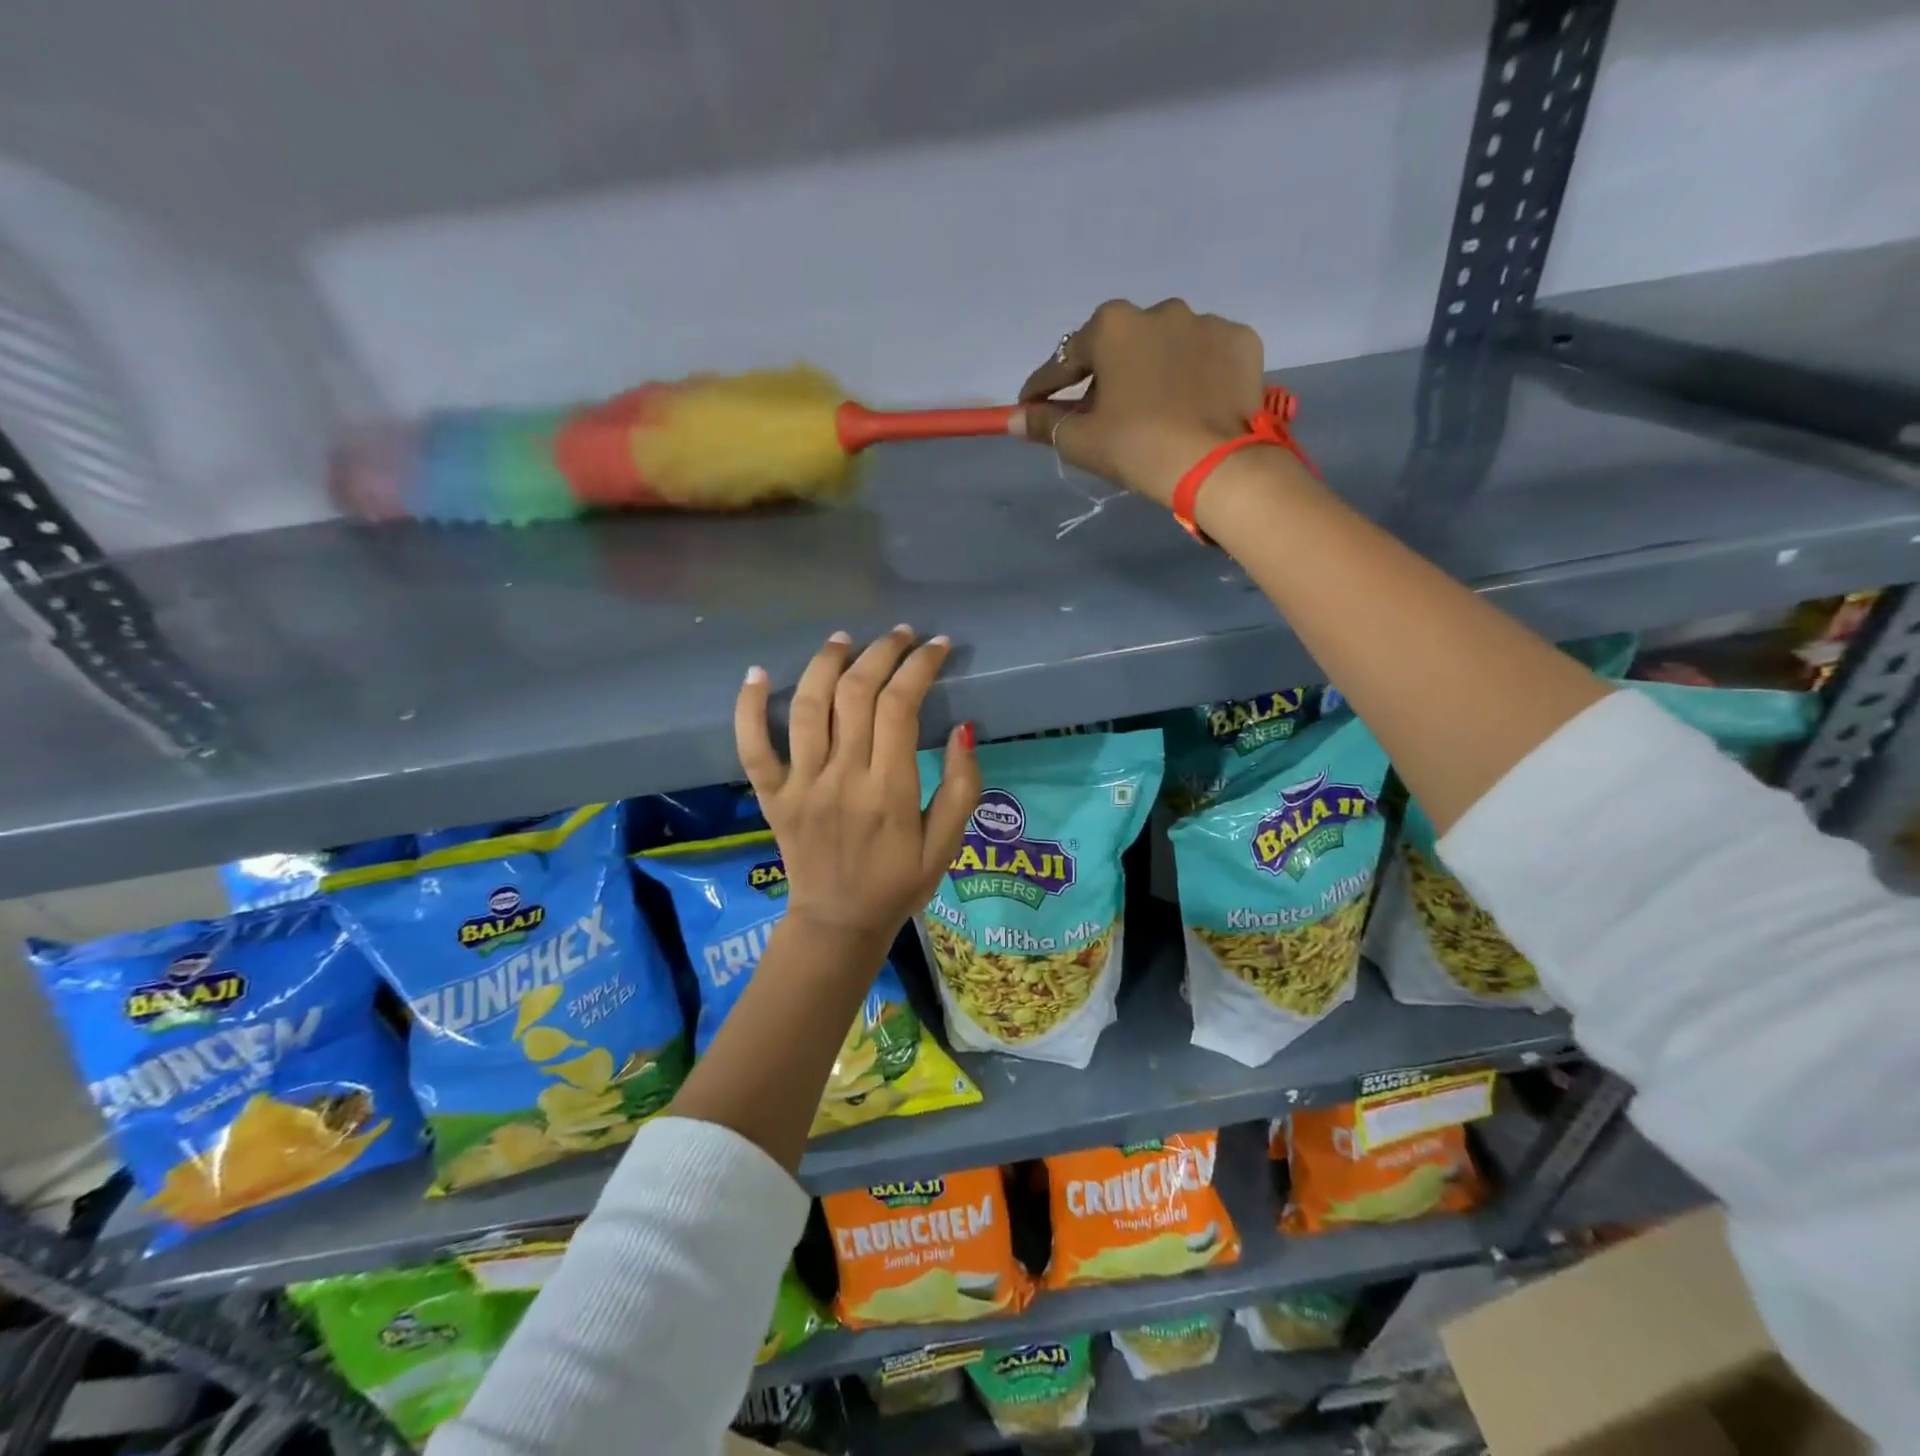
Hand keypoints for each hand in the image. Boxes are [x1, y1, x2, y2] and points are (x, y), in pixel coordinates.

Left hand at [735, 627, 980, 950]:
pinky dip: (749, 707)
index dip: (919, 666)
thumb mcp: (947, 845)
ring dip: (826, 663)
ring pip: (808, 706)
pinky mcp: (772, 795)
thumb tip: (962, 729)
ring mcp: (800, 785)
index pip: (901, 706)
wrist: (838, 924)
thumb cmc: (899, 884)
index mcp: (889, 791)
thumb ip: (960, 788)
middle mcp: (842, 778)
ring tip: (845, 639)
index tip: (937, 646)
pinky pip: (753, 746)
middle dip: (881, 653)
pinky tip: (757, 673)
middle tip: (899, 635)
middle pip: (856, 694)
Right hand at [1016, 298, 1266, 506]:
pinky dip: (1192, 375)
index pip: (1066, 360)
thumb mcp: (1081, 441)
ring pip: (1164, 347)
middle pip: (1118, 347)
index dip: (1044, 386)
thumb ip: (1044, 424)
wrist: (1217, 465)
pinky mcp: (1240, 342)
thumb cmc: (1137, 447)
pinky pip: (1204, 356)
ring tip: (1150, 409)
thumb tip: (1012, 419)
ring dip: (1150, 371)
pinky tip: (1189, 403)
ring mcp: (1205, 322)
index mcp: (1113, 327)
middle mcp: (1159, 310)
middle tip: (1096, 412)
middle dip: (1102, 376)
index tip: (1032, 404)